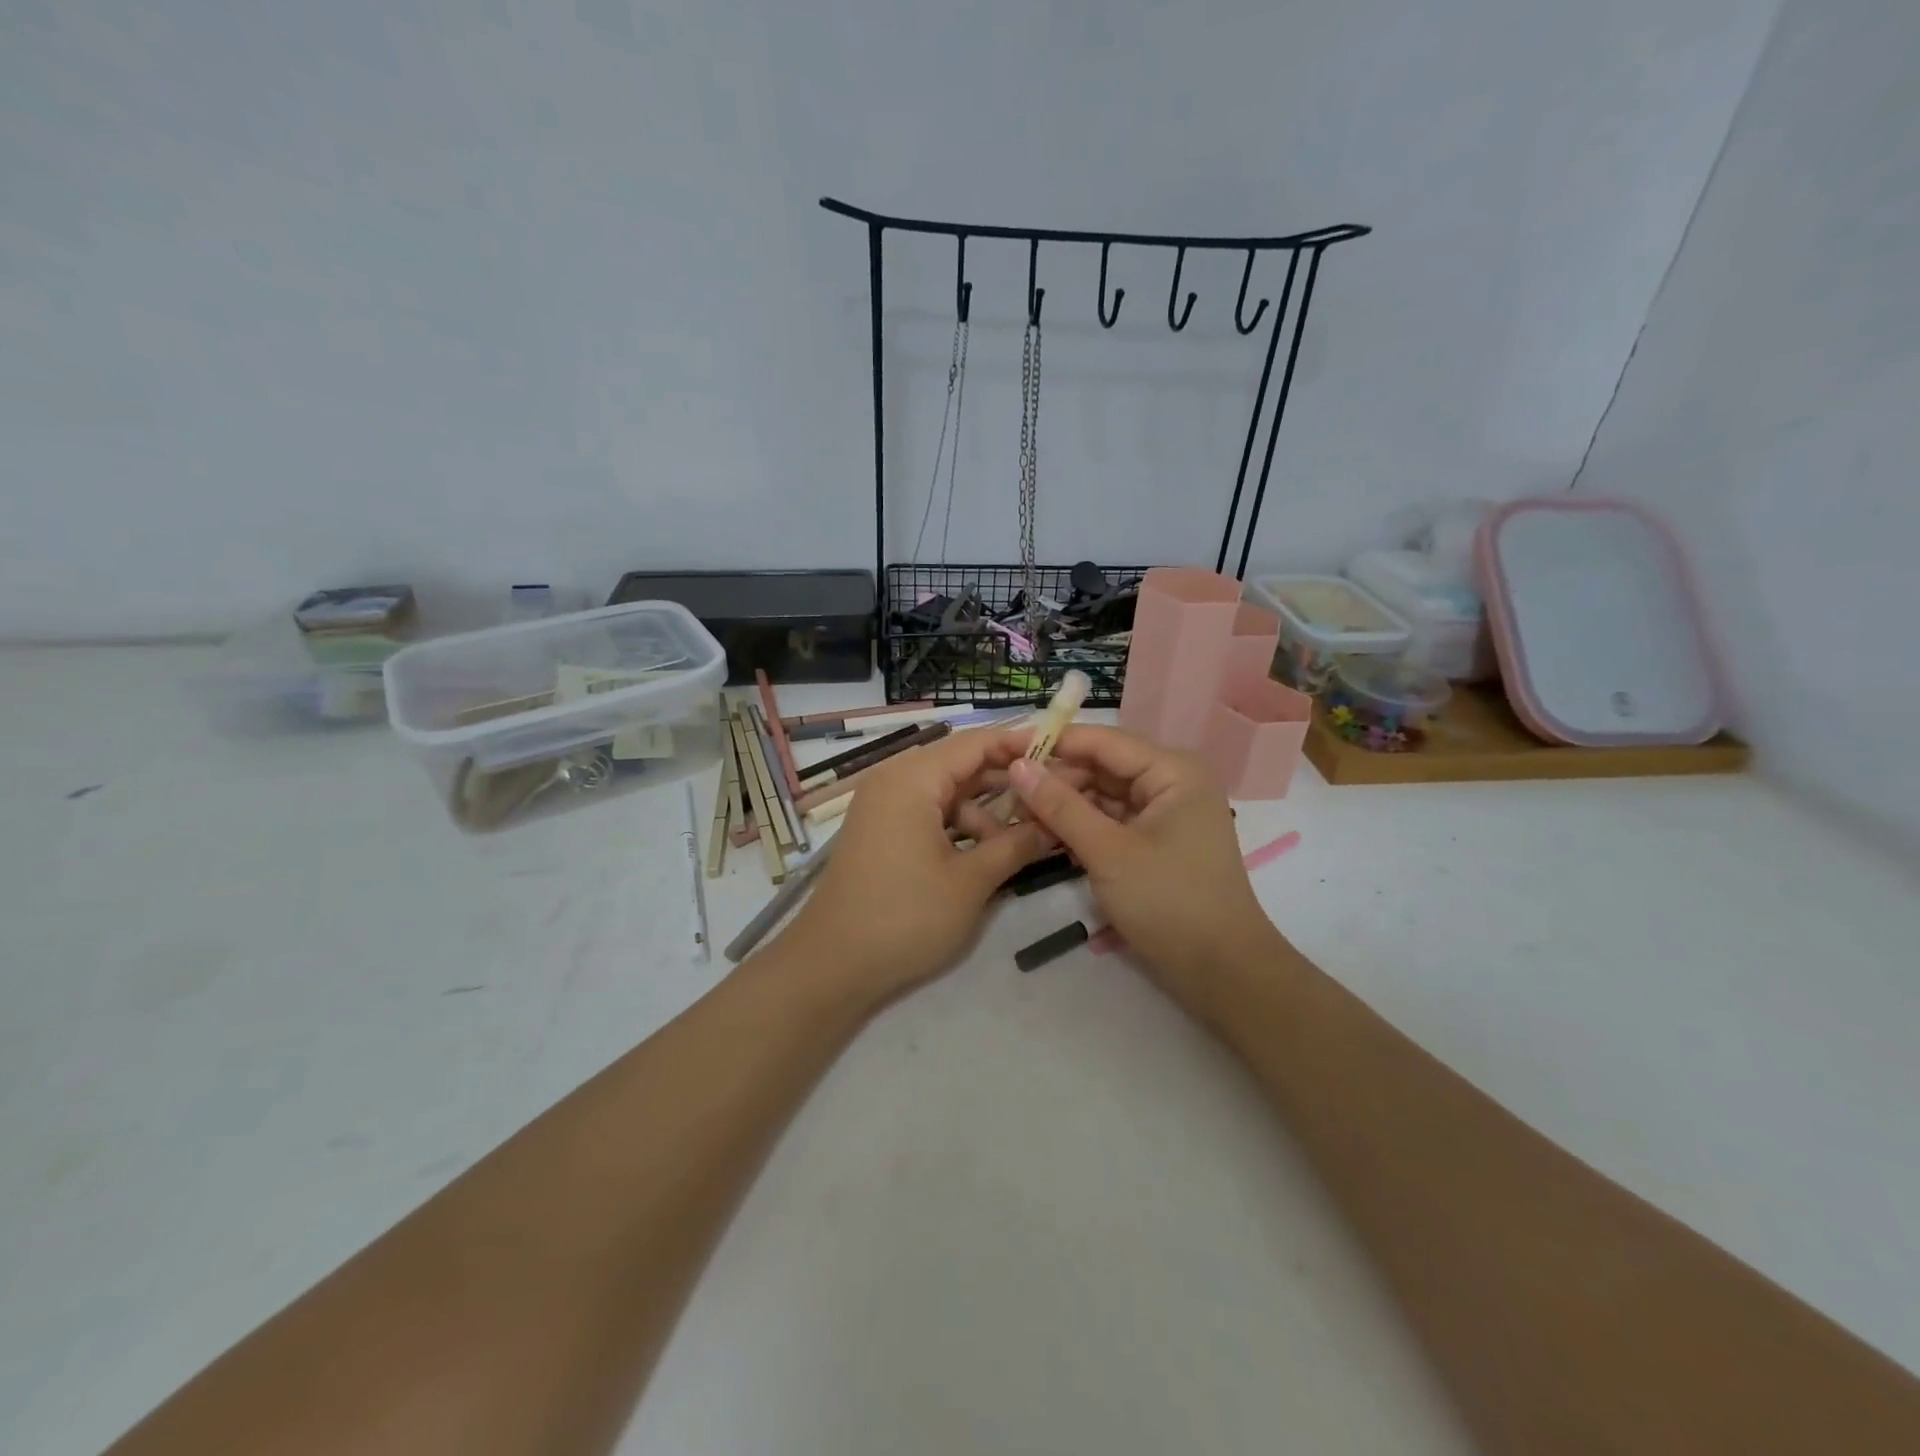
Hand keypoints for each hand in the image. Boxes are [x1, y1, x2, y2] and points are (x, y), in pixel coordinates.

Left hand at [775, 729, 1055, 1008]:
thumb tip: (1054, 825)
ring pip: (946, 793)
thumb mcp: (970, 882)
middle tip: (1052, 795)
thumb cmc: (904, 917)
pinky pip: (928, 813)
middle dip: (1007, 781)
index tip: (1061, 750)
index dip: (1020, 744)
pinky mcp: (880, 831)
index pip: (976, 743)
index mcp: (912, 778)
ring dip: (984, 812)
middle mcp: (894, 780)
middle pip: (961, 765)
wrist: (831, 965)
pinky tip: (985, 854)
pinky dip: (958, 827)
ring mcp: (883, 806)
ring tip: (1022, 842)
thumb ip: (1016, 845)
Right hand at [1007, 726, 1284, 1005]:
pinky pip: (1112, 820)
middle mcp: (1172, 781)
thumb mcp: (1108, 852)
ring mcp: (1165, 812)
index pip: (1102, 741)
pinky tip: (1046, 836)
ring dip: (1065, 805)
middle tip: (1006, 793)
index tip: (1004, 748)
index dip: (1052, 742)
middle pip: (1102, 766)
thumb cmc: (1169, 903)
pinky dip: (1082, 827)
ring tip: (1018, 816)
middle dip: (1056, 779)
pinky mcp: (1156, 840)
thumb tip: (1017, 766)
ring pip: (1103, 795)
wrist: (1222, 972)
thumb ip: (1060, 805)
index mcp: (1172, 770)